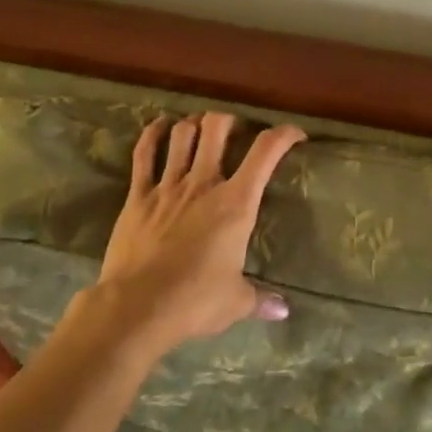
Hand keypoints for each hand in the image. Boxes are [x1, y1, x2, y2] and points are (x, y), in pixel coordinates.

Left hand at [68, 111, 305, 364]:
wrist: (137, 307)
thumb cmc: (195, 302)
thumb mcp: (236, 302)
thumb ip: (260, 299)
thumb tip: (283, 310)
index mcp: (236, 203)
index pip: (266, 152)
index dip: (284, 135)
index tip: (295, 135)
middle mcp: (203, 184)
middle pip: (217, 128)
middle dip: (230, 121)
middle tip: (236, 131)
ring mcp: (167, 186)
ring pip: (181, 135)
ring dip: (194, 124)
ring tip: (201, 127)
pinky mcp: (137, 196)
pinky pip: (143, 155)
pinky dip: (152, 134)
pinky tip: (160, 126)